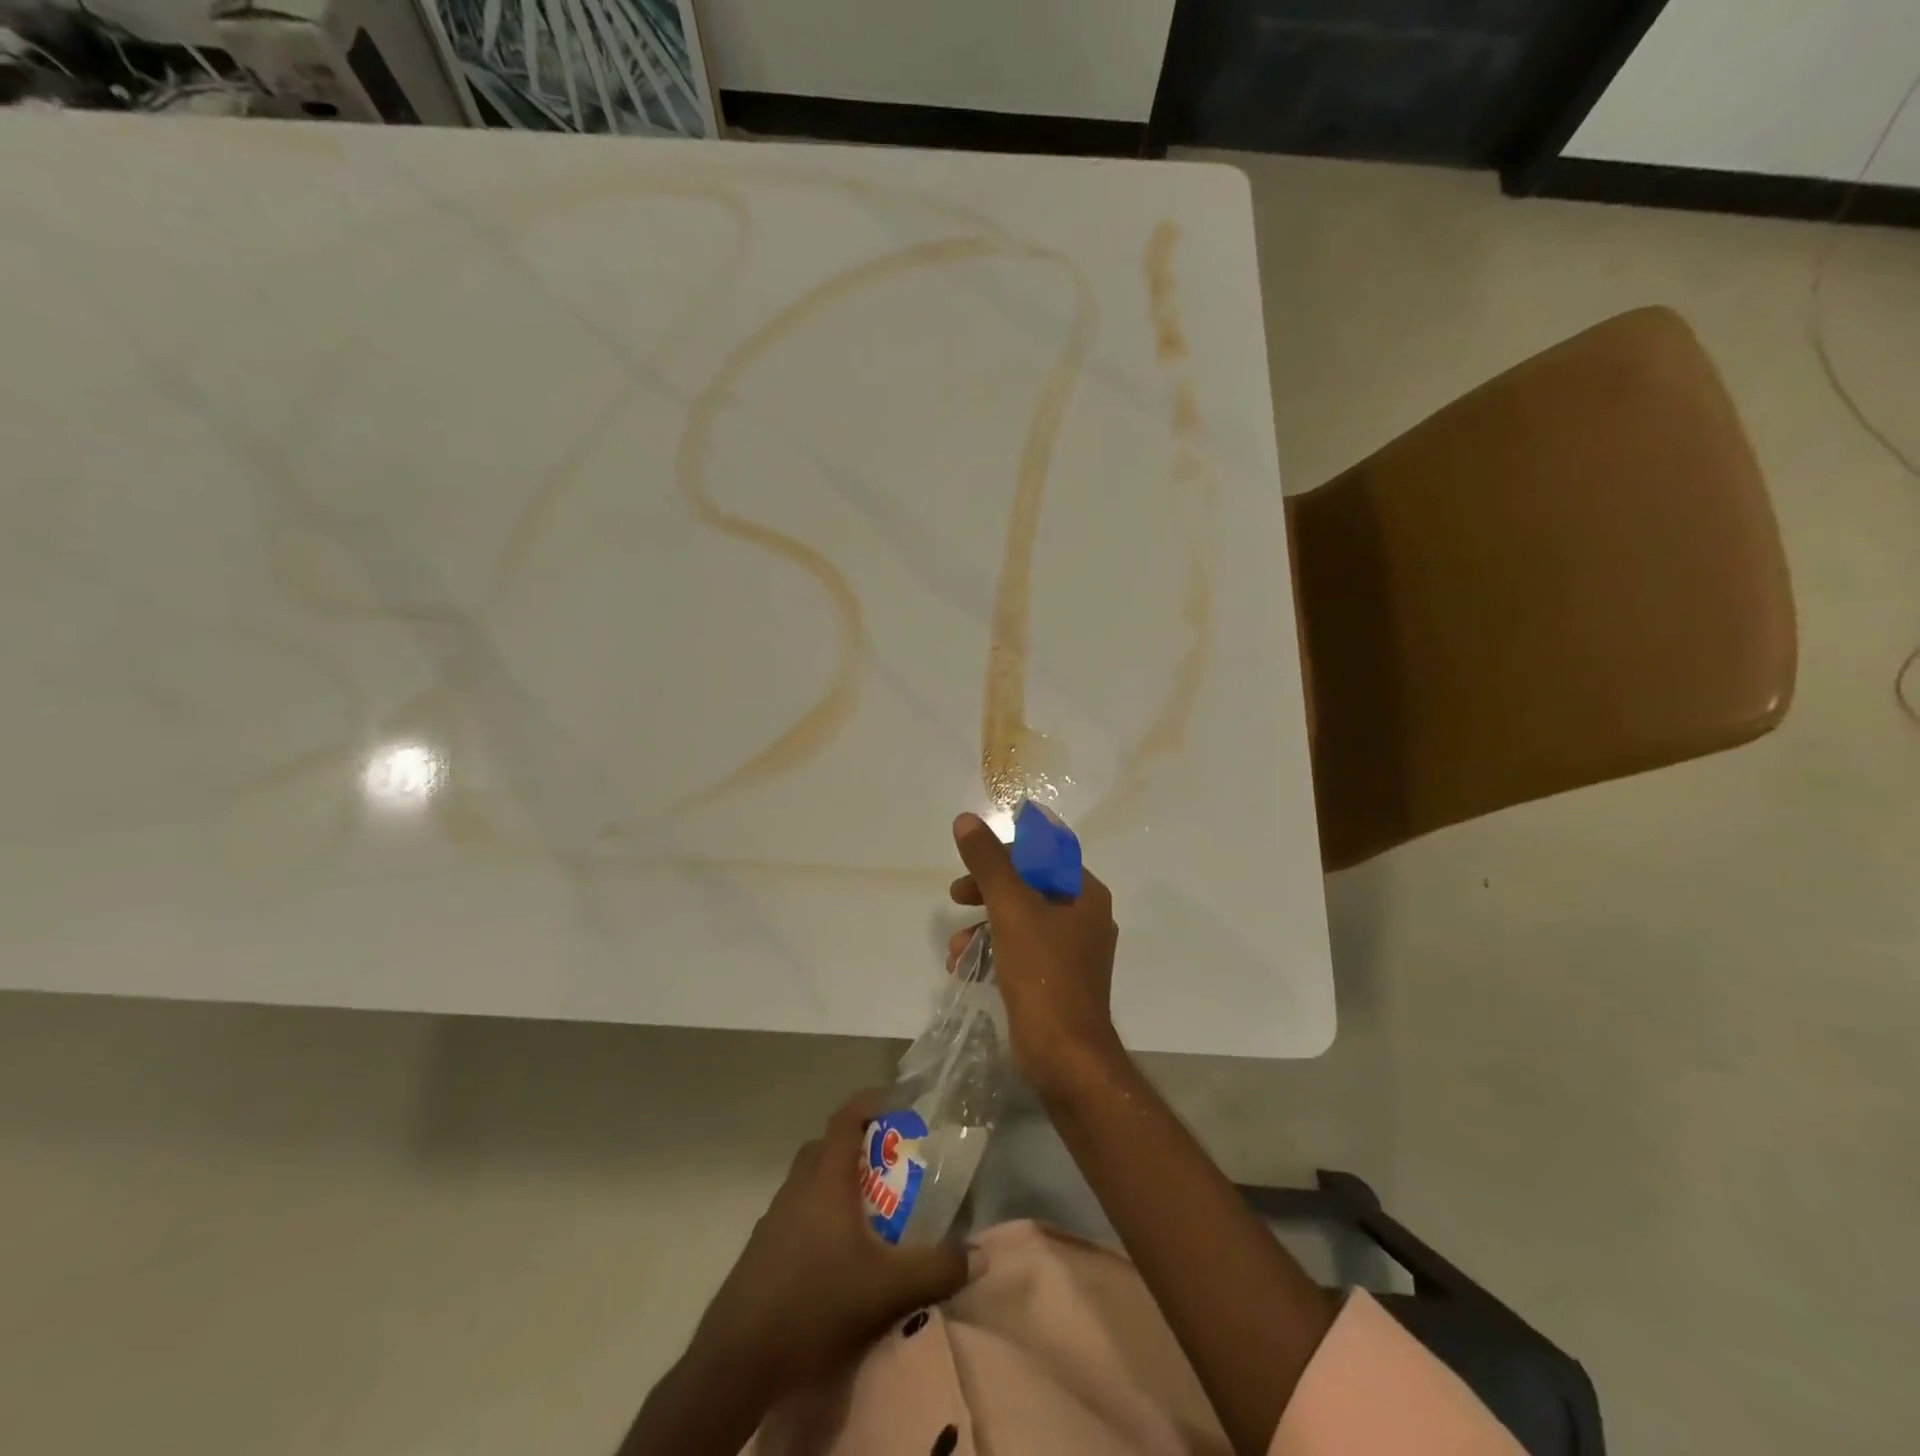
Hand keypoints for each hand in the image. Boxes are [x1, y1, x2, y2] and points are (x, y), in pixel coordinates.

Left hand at [691, 1090, 968, 1392]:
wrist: (737, 1360)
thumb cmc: (816, 1304)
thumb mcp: (888, 1289)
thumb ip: (937, 1269)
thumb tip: (979, 1254)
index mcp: (826, 1178)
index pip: (847, 1117)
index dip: (873, 1101)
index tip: (901, 1103)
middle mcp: (798, 1185)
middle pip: (828, 1145)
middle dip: (860, 1145)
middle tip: (892, 1164)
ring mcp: (774, 1217)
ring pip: (810, 1180)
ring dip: (838, 1182)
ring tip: (870, 1212)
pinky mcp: (761, 1248)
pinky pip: (797, 1212)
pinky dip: (819, 1215)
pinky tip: (836, 1256)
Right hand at [949, 811, 1122, 1097]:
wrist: (1064, 1056)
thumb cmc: (1043, 973)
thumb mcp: (1011, 909)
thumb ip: (988, 863)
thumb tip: (966, 820)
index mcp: (1086, 895)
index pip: (1045, 854)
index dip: (1006, 853)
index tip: (973, 864)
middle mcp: (1085, 919)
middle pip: (1029, 887)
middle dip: (987, 892)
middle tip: (956, 896)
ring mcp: (1072, 954)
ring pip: (1020, 922)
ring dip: (983, 927)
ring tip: (955, 949)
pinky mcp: (1056, 982)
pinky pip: (1020, 952)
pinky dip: (993, 953)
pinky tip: (964, 968)